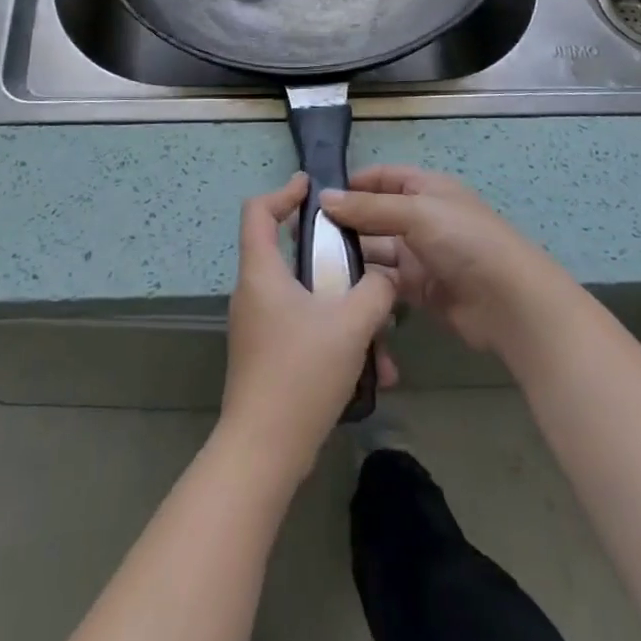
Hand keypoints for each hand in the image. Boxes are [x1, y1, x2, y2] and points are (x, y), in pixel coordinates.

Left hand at [218, 174, 397, 485]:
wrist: (264, 452)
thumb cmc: (301, 373)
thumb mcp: (351, 324)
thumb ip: (376, 290)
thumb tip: (386, 276)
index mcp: (262, 273)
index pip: (258, 211)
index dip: (284, 192)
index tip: (313, 188)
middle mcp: (254, 294)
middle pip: (290, 255)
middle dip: (336, 262)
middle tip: (367, 263)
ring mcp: (260, 328)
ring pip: (308, 301)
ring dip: (347, 314)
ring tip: (385, 342)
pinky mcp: (269, 358)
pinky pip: (307, 332)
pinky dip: (338, 342)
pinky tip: (374, 375)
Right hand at [321, 166, 568, 357]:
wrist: (510, 302)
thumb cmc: (464, 241)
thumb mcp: (416, 213)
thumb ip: (369, 207)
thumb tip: (324, 197)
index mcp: (425, 189)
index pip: (382, 178)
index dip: (352, 183)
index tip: (315, 196)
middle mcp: (421, 218)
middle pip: (374, 216)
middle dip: (344, 223)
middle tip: (302, 236)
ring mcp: (420, 255)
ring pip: (376, 251)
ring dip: (351, 256)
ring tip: (312, 264)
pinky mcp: (420, 290)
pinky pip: (385, 282)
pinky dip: (366, 285)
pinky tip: (337, 290)